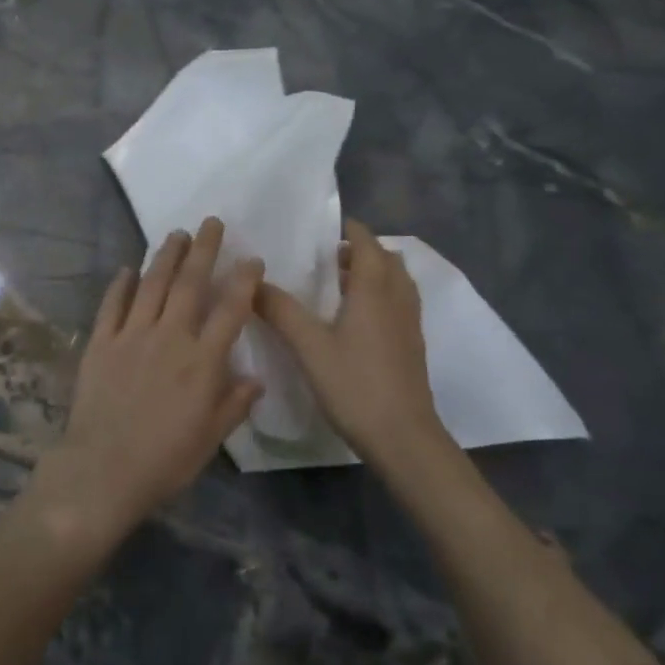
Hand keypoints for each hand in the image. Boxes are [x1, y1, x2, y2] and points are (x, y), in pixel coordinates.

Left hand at [36, 218, 264, 537]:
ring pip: (152, 285)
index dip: (243, 281)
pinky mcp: (101, 343)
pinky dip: (120, 285)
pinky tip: (127, 269)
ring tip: (175, 234)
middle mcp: (170, 338)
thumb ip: (233, 404)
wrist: (102, 470)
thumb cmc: (164, 461)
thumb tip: (256, 380)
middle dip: (203, 250)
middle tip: (211, 222)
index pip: (230, 310)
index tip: (251, 259)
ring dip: (165, 256)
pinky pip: (112, 305)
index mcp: (202, 362)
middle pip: (190, 284)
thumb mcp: (210, 439)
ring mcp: (132, 336)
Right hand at [257, 220, 443, 467]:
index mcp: (374, 290)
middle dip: (363, 250)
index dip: (351, 230)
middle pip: (387, 260)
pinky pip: (399, 304)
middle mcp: (397, 299)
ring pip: (397, 283)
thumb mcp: (309, 347)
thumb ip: (281, 311)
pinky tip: (356, 319)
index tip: (327, 227)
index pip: (367, 244)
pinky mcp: (412, 347)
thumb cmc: (356, 385)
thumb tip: (252, 282)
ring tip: (341, 283)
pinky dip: (381, 296)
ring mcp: (409, 324)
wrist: (404, 438)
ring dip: (374, 273)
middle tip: (330, 255)